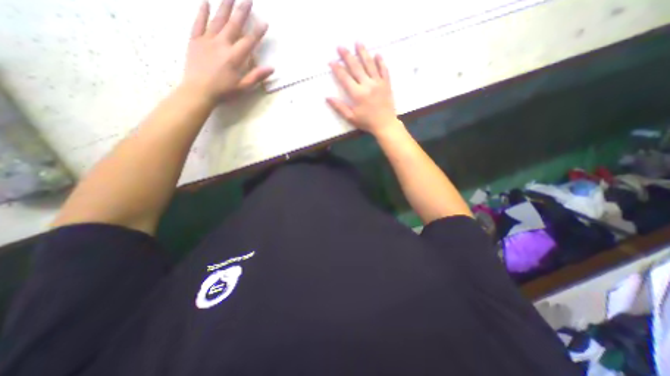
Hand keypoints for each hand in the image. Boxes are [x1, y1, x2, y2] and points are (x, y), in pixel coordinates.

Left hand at [183, 0, 272, 100]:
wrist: (198, 91)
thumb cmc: (223, 92)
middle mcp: (222, 44)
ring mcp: (207, 40)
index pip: (249, 41)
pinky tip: (205, 2)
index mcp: (235, 57)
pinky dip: (202, 12)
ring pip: (217, 20)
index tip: (264, 22)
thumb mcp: (243, 87)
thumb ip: (256, 76)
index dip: (258, 32)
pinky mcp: (194, 40)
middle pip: (234, 25)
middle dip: (242, 11)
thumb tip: (271, 68)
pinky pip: (198, 23)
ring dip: (225, 6)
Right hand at [326, 43, 399, 135]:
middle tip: (340, 46)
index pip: (345, 78)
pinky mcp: (387, 84)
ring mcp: (378, 83)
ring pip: (370, 64)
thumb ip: (339, 107)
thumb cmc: (367, 122)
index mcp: (357, 94)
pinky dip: (380, 61)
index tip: (331, 61)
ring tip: (358, 42)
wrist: (385, 125)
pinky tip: (377, 54)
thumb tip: (327, 97)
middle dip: (347, 56)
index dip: (337, 69)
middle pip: (356, 67)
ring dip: (363, 52)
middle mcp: (367, 85)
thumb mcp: (351, 117)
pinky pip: (384, 70)